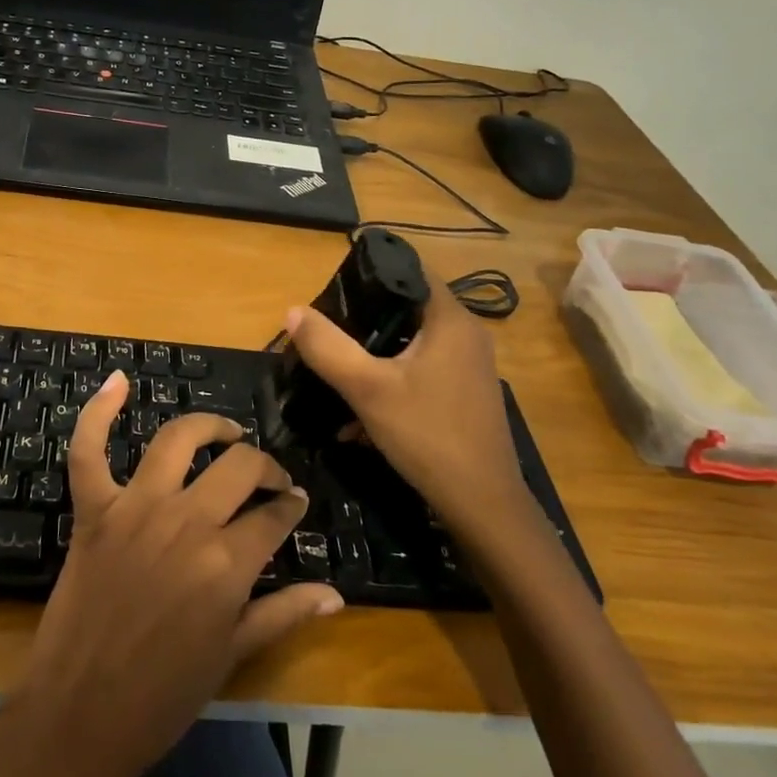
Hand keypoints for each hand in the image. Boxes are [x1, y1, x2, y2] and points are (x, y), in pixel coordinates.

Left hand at [3, 371, 341, 776]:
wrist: (78, 716)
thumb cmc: (161, 698)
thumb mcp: (232, 657)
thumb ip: (284, 614)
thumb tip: (335, 593)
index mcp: (226, 563)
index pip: (274, 515)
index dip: (291, 506)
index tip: (296, 504)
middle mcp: (186, 521)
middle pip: (239, 467)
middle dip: (265, 467)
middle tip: (269, 478)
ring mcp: (134, 508)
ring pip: (179, 440)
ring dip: (209, 426)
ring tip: (226, 432)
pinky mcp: (93, 509)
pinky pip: (89, 449)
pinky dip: (99, 411)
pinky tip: (118, 380)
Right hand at [284, 280, 536, 544]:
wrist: (482, 505)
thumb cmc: (427, 435)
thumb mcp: (367, 388)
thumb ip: (327, 347)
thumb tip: (294, 311)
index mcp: (450, 320)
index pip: (410, 272)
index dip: (371, 275)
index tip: (335, 292)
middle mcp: (466, 335)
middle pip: (407, 308)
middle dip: (365, 320)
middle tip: (328, 331)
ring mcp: (469, 367)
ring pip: (412, 344)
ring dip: (375, 355)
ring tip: (337, 370)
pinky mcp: (465, 395)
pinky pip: (421, 371)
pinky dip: (392, 380)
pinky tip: (361, 413)